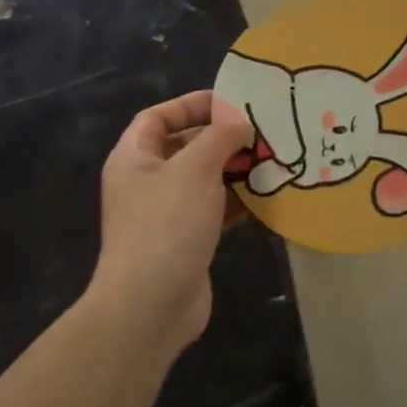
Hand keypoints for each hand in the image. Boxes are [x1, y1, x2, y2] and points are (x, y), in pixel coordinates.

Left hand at [91, 91, 252, 351]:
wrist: (151, 304)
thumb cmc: (167, 225)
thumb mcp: (195, 169)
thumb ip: (219, 138)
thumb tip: (240, 122)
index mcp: (134, 159)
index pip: (158, 117)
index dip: (191, 105)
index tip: (232, 103)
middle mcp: (146, 182)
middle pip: (184, 147)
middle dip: (222, 138)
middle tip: (262, 132)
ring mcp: (165, 214)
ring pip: (204, 180)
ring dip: (235, 170)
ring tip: (271, 161)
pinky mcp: (186, 240)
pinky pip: (214, 209)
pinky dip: (238, 201)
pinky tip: (267, 197)